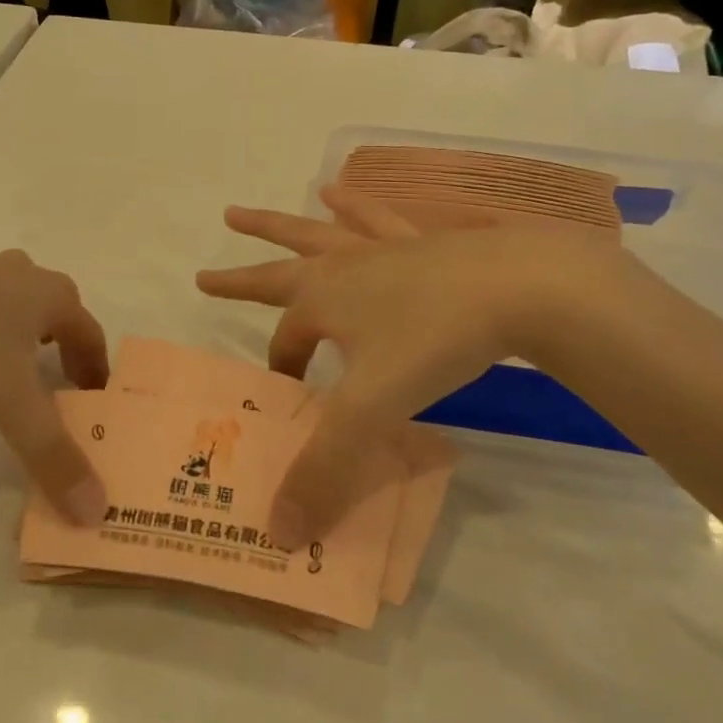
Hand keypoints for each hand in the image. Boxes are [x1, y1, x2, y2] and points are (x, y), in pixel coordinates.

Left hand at [0, 239, 110, 522]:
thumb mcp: (8, 400)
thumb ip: (50, 453)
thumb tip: (94, 509)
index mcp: (49, 295)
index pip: (91, 332)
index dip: (97, 367)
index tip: (93, 399)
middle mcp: (19, 274)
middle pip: (56, 304)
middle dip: (62, 340)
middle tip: (55, 378)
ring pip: (12, 296)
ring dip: (19, 327)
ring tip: (6, 363)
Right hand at [197, 188, 634, 545]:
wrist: (519, 284)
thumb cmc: (435, 341)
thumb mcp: (372, 409)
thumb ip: (324, 469)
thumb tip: (279, 532)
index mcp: (323, 302)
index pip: (285, 343)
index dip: (280, 371)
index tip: (285, 397)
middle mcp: (342, 268)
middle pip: (278, 269)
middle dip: (240, 275)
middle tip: (204, 273)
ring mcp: (382, 246)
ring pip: (318, 231)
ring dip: (282, 225)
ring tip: (246, 213)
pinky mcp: (422, 238)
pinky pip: (379, 217)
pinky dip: (357, 205)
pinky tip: (345, 190)